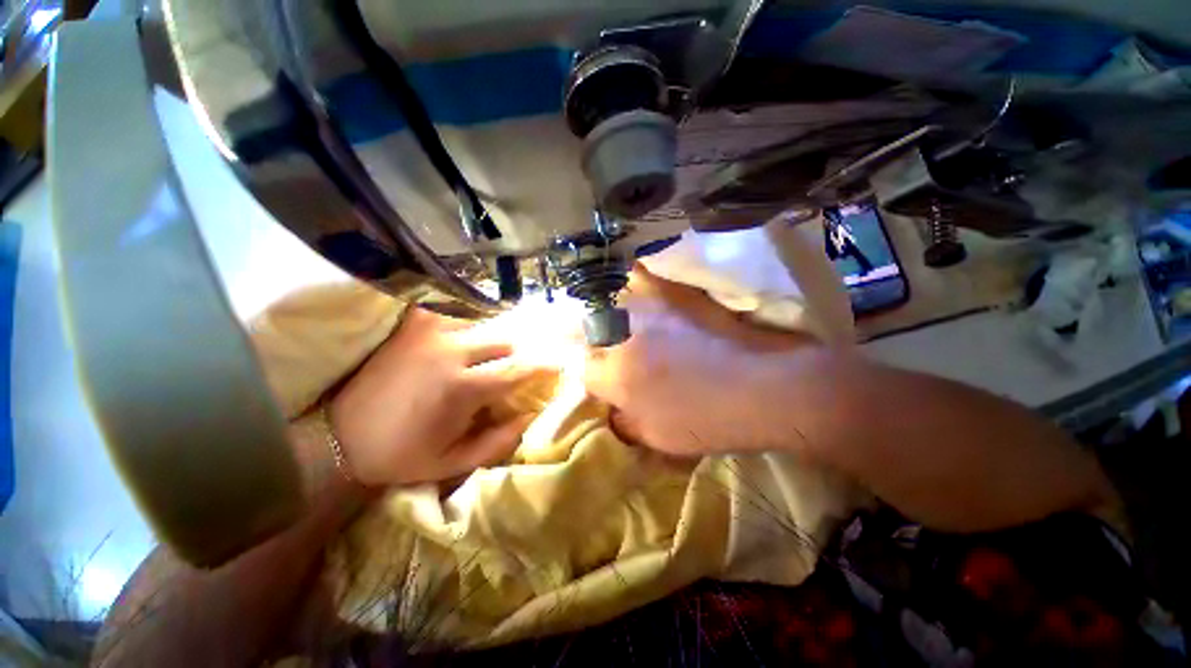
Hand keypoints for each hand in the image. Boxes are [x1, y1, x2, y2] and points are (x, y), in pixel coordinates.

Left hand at [330, 307, 548, 485]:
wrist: (337, 436)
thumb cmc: (398, 454)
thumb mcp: (453, 462)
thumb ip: (499, 441)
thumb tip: (529, 415)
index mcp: (463, 387)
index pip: (517, 369)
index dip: (542, 367)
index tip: (557, 365)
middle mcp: (451, 351)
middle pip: (504, 342)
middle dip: (514, 357)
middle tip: (511, 370)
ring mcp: (430, 332)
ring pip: (482, 325)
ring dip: (491, 341)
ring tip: (486, 355)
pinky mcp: (413, 324)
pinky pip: (453, 312)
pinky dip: (465, 321)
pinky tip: (462, 336)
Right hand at [583, 266, 816, 456]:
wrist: (764, 387)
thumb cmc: (711, 421)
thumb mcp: (659, 438)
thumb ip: (626, 422)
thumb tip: (612, 407)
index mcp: (618, 377)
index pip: (584, 370)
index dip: (592, 375)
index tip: (604, 378)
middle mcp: (623, 339)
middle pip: (590, 336)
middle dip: (593, 344)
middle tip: (608, 350)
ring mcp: (647, 312)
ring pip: (607, 304)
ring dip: (605, 313)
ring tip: (615, 321)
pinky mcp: (671, 296)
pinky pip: (640, 278)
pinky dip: (631, 280)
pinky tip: (631, 284)